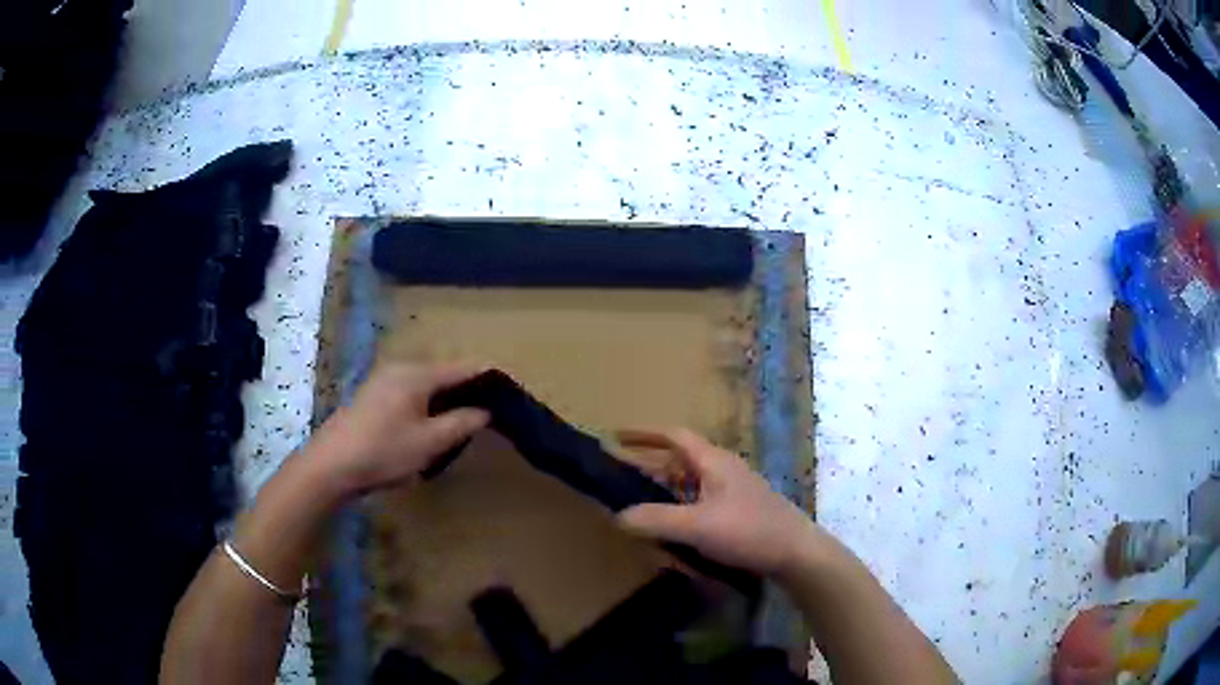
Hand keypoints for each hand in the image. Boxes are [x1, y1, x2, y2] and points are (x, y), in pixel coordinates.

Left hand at [306, 363, 489, 496]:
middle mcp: (399, 369)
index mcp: (416, 374)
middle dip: (465, 390)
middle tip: (488, 411)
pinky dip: (425, 405)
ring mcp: (382, 381)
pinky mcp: (371, 397)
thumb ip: (461, 423)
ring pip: (424, 385)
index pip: (461, 368)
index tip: (508, 390)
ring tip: (462, 421)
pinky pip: (408, 394)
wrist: (331, 465)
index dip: (486, 377)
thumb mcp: (430, 442)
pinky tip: (429, 427)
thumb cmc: (384, 451)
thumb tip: (485, 411)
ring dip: (444, 400)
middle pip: (442, 374)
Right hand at [615, 428, 817, 576]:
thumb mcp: (697, 526)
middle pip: (679, 462)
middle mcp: (722, 471)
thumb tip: (618, 516)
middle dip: (650, 470)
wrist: (796, 552)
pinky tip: (674, 537)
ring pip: (689, 487)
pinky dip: (681, 514)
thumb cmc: (749, 531)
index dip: (644, 434)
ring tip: (643, 513)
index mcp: (713, 462)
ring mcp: (732, 492)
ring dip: (665, 496)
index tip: (616, 438)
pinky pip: (700, 506)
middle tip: (622, 483)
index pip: (674, 436)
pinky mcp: (739, 513)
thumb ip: (655, 520)